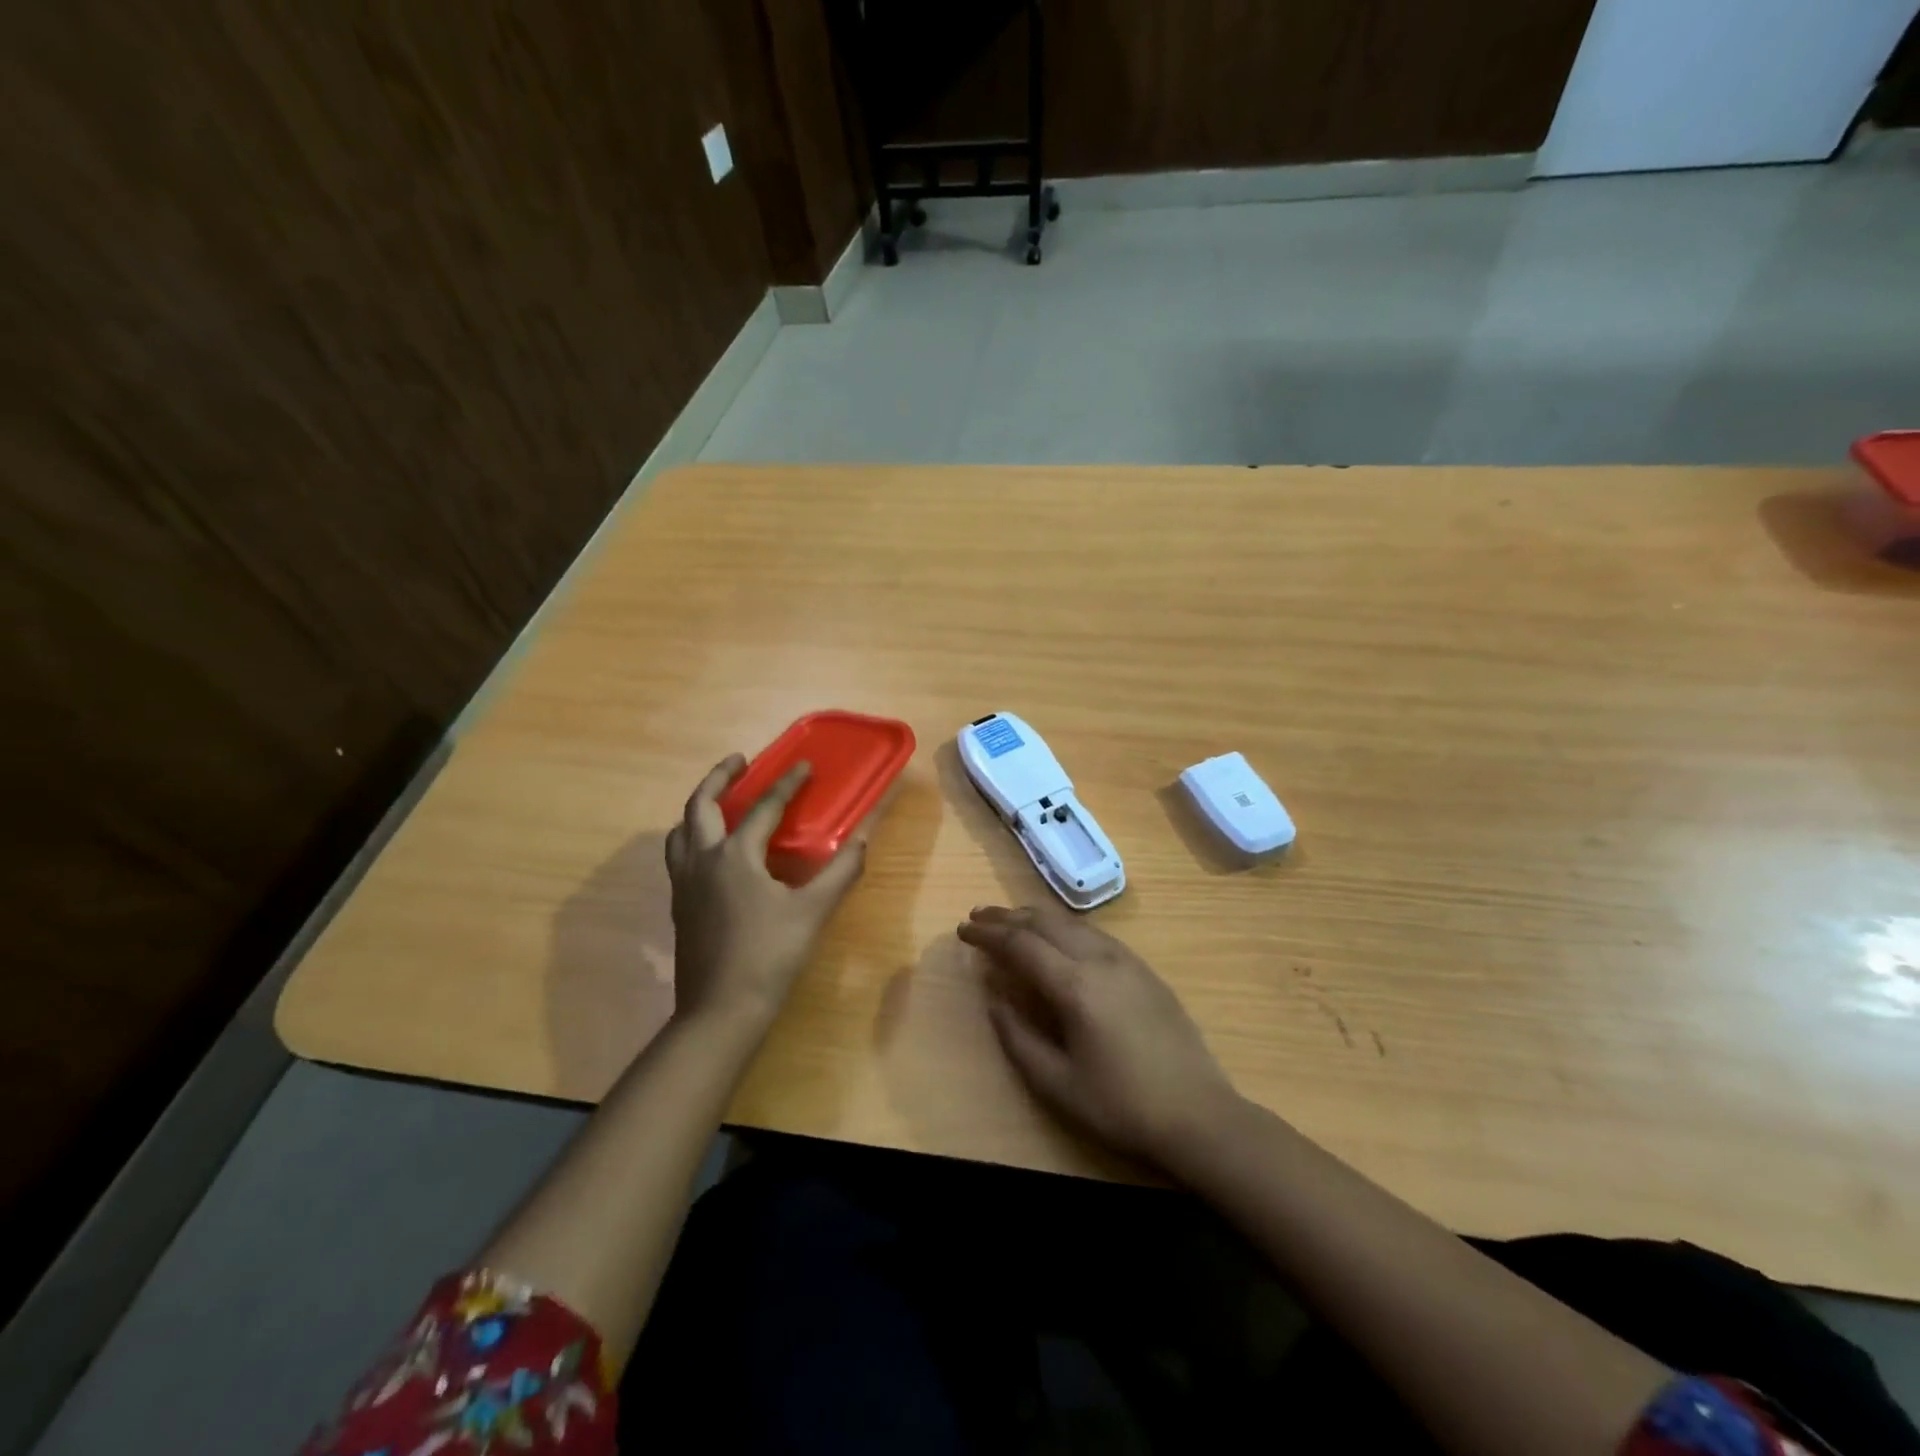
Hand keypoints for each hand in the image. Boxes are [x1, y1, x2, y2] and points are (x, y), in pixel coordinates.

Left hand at [665, 756, 866, 1030]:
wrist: (720, 1010)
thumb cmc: (769, 956)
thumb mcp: (812, 912)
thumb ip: (840, 872)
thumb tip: (863, 839)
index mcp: (735, 855)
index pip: (764, 807)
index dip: (787, 784)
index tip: (803, 765)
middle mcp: (702, 860)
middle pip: (700, 805)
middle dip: (719, 777)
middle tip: (740, 761)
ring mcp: (684, 883)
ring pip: (680, 830)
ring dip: (698, 808)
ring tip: (719, 803)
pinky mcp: (679, 905)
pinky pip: (678, 855)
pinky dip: (692, 837)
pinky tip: (712, 854)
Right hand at [958, 904, 1240, 1167]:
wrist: (1198, 1114)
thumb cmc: (1121, 1105)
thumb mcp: (1057, 1084)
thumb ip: (1018, 1038)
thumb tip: (994, 1000)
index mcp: (1075, 986)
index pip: (1021, 944)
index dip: (988, 934)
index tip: (963, 930)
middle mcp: (1100, 959)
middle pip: (1045, 922)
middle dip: (1007, 916)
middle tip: (978, 916)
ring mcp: (1126, 960)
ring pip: (1071, 922)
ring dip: (1036, 917)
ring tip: (1010, 920)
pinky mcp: (1144, 969)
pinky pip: (1094, 933)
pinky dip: (1064, 926)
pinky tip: (1057, 936)